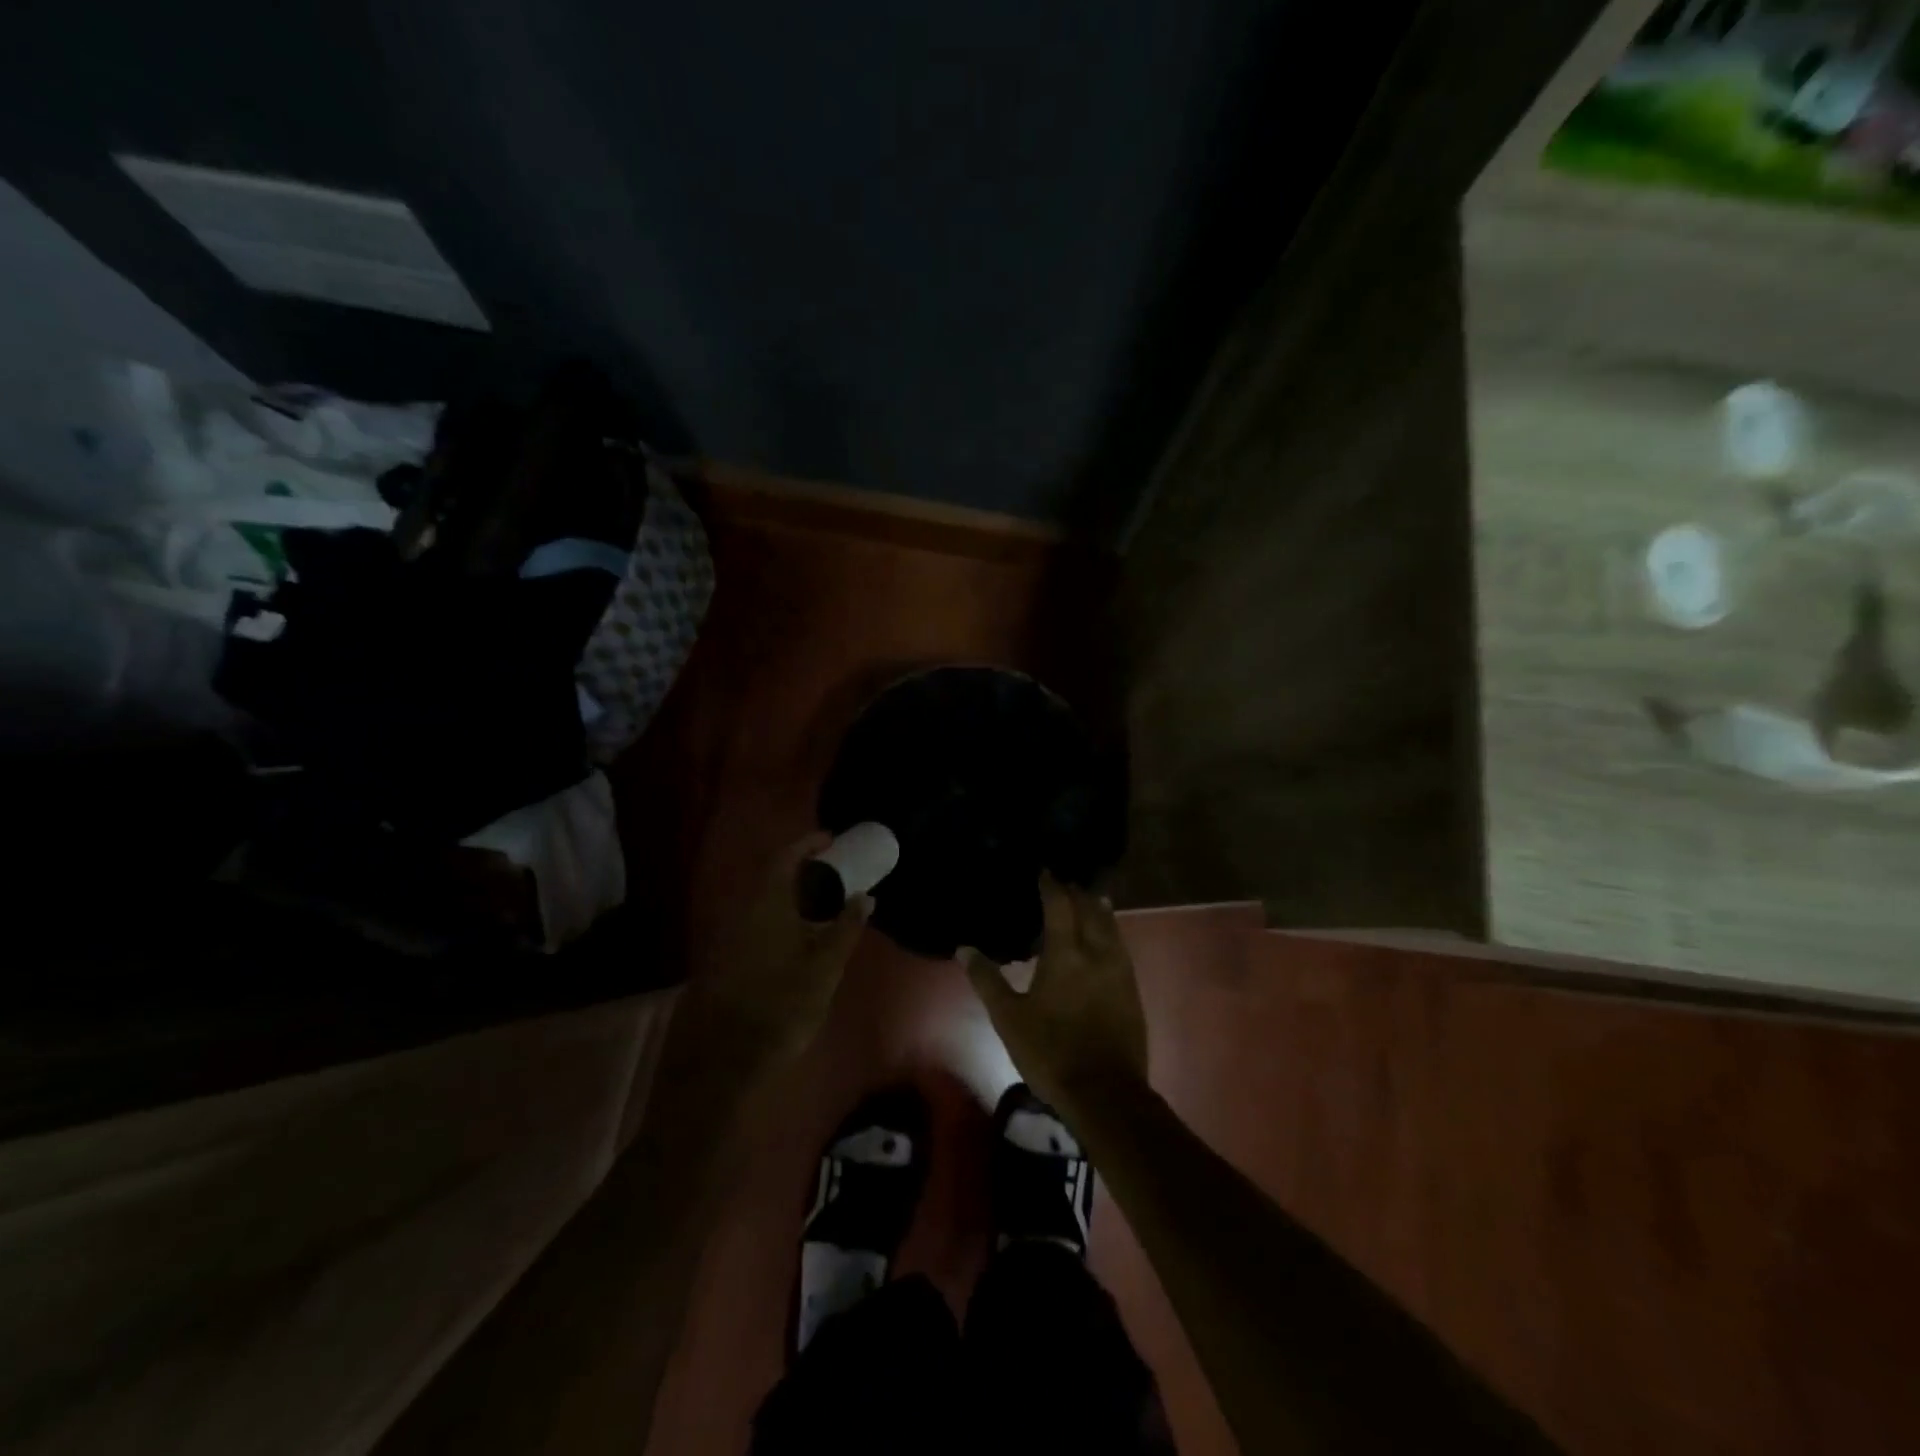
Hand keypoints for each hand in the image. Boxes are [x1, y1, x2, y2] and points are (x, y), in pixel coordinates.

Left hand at [690, 832, 871, 1068]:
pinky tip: (800, 936)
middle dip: (802, 870)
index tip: (832, 840)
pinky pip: (757, 922)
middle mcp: (744, 911)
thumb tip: (864, 897)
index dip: (808, 844)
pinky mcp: (726, 958)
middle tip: (834, 874)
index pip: (785, 858)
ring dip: (792, 896)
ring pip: (764, 902)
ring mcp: (730, 935)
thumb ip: (846, 928)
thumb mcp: (825, 967)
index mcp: (768, 904)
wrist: (724, 1056)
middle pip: (773, 878)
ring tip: (823, 905)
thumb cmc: (781, 1003)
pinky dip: (781, 917)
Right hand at [964, 873, 1147, 1112]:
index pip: (1060, 905)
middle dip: (1076, 892)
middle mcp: (1097, 952)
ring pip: (1111, 926)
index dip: (1051, 885)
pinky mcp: (1132, 990)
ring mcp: (1120, 971)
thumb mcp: (1008, 1018)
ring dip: (1097, 908)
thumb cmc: (1050, 1052)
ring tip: (1088, 898)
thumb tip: (964, 948)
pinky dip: (1110, 930)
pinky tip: (1105, 937)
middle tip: (1063, 882)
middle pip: (1090, 909)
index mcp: (1066, 954)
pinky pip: (1120, 946)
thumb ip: (987, 980)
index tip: (1044, 871)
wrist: (1105, 1093)